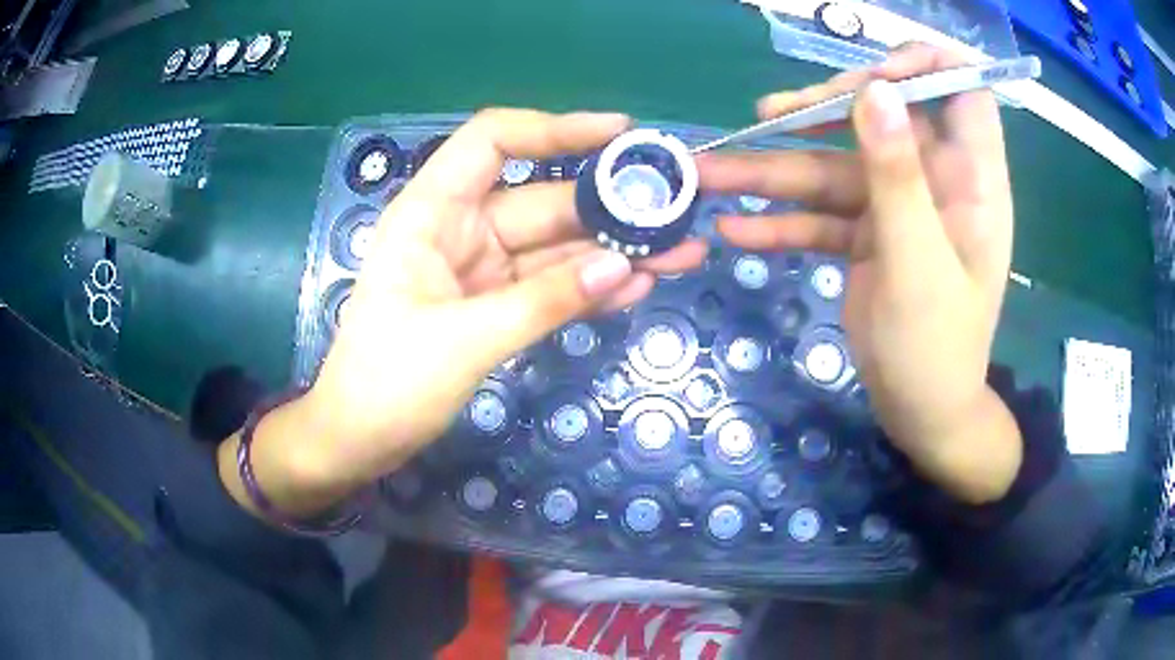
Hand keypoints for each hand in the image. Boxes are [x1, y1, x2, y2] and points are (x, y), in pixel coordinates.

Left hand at [222, 109, 706, 516]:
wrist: (359, 440)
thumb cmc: (386, 383)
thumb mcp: (463, 340)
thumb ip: (543, 302)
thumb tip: (625, 266)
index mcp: (431, 212)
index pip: (493, 141)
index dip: (555, 128)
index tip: (619, 134)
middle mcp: (460, 229)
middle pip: (543, 199)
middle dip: (609, 205)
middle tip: (678, 209)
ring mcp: (482, 270)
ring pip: (556, 248)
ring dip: (613, 251)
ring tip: (680, 252)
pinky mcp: (496, 306)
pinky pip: (550, 287)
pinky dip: (590, 288)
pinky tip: (639, 285)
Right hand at [696, 45, 1020, 501]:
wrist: (920, 415)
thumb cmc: (936, 349)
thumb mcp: (918, 263)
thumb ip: (898, 176)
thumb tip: (875, 91)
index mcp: (969, 179)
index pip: (961, 89)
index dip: (921, 67)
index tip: (871, 78)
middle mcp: (934, 181)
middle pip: (879, 116)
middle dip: (822, 112)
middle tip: (766, 118)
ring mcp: (896, 207)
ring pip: (836, 168)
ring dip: (775, 172)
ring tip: (712, 174)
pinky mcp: (868, 236)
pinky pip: (822, 215)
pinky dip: (781, 222)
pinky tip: (735, 232)